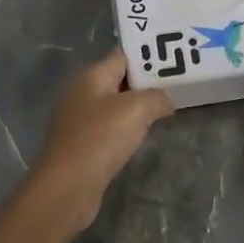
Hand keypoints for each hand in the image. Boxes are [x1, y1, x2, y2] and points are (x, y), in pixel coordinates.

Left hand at [32, 50, 173, 230]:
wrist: (67, 187)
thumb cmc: (100, 139)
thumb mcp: (136, 110)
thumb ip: (156, 97)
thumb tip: (166, 100)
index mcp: (91, 75)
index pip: (123, 54)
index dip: (148, 55)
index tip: (175, 60)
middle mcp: (82, 92)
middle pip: (119, 78)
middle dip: (146, 82)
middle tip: (176, 86)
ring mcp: (78, 119)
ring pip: (115, 104)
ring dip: (137, 107)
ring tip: (165, 110)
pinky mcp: (80, 143)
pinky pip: (109, 127)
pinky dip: (126, 128)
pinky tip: (141, 137)